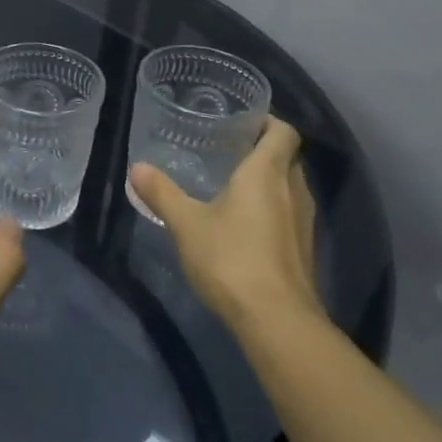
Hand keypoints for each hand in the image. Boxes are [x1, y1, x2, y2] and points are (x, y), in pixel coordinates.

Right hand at [128, 116, 324, 333]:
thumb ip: (162, 193)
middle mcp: (294, 190)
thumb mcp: (186, 224)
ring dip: (270, 181)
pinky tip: (245, 225)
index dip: (268, 121)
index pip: (283, 132)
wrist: (277, 320)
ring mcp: (304, 223)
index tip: (243, 121)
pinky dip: (273, 209)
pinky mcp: (304, 250)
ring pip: (291, 187)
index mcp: (267, 173)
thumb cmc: (231, 259)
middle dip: (264, 150)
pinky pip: (290, 214)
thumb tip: (137, 167)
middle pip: (288, 158)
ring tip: (234, 185)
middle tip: (229, 151)